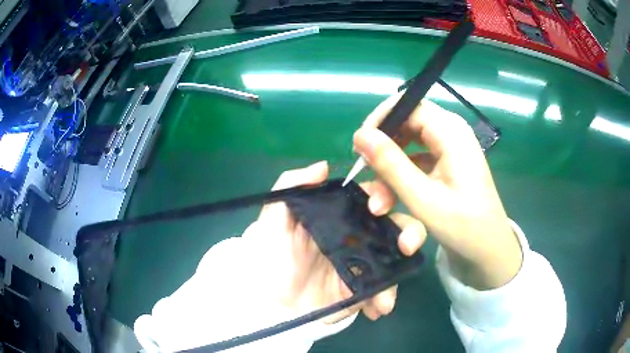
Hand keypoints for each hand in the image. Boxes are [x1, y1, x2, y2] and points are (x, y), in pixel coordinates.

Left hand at [253, 161, 405, 322]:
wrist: (270, 302)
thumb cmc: (270, 257)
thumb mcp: (273, 219)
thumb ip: (291, 186)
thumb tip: (324, 166)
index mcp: (340, 216)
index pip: (370, 196)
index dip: (382, 194)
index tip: (376, 208)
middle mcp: (357, 236)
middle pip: (394, 224)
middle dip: (409, 230)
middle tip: (405, 245)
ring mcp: (363, 264)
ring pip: (397, 256)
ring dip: (404, 266)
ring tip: (391, 285)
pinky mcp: (364, 290)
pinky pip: (385, 289)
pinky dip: (387, 296)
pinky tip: (379, 307)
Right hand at [353, 95, 522, 289]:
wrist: (488, 249)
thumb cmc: (463, 226)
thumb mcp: (422, 197)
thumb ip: (390, 164)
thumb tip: (360, 135)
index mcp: (451, 132)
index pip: (407, 105)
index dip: (380, 120)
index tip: (360, 147)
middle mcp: (451, 132)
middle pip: (406, 124)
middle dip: (384, 150)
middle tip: (366, 174)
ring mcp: (450, 148)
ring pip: (409, 145)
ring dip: (391, 170)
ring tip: (379, 204)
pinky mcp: (447, 163)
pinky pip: (417, 159)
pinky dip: (403, 177)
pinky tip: (394, 200)